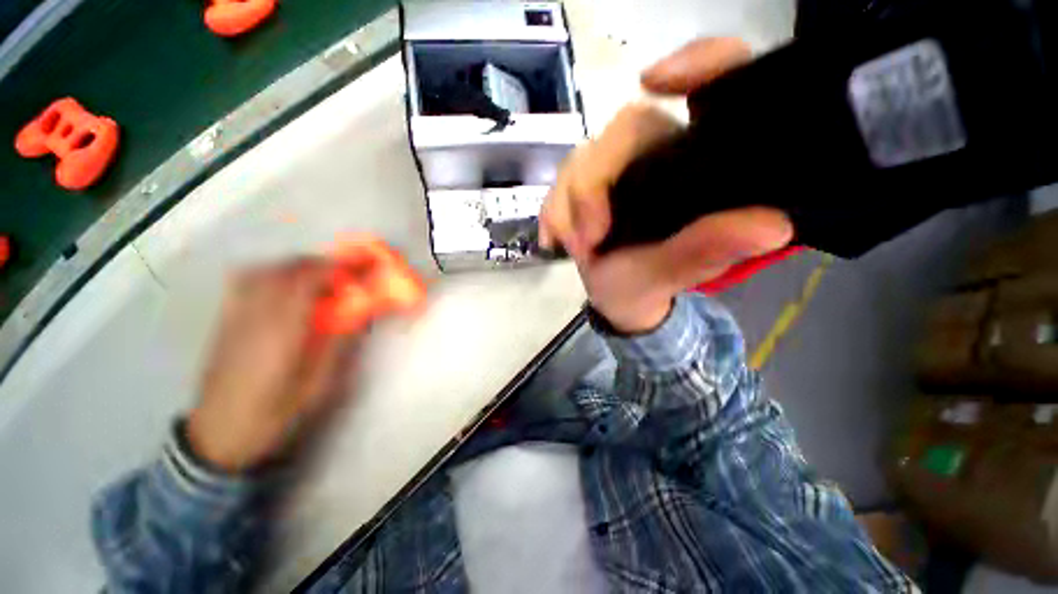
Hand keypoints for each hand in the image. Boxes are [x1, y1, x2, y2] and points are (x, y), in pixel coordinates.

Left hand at [187, 259, 359, 471]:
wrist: (219, 436)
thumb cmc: (274, 414)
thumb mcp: (318, 386)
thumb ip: (338, 346)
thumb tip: (358, 316)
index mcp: (281, 332)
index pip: (306, 282)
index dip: (334, 270)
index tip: (357, 272)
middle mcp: (255, 316)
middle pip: (285, 270)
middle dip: (319, 265)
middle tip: (345, 274)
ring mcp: (235, 317)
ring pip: (264, 271)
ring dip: (295, 266)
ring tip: (318, 277)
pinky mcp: (225, 322)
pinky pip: (246, 282)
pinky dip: (270, 273)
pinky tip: (283, 285)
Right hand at [539, 38, 793, 333]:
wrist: (616, 298)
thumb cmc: (647, 286)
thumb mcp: (672, 274)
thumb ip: (707, 251)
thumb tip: (773, 226)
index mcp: (697, 165)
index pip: (714, 87)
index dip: (697, 63)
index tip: (654, 81)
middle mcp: (659, 154)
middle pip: (622, 130)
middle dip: (591, 188)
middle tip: (589, 241)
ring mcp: (617, 168)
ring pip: (581, 158)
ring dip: (566, 206)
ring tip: (575, 249)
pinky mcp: (587, 184)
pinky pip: (559, 182)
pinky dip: (551, 212)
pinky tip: (554, 240)